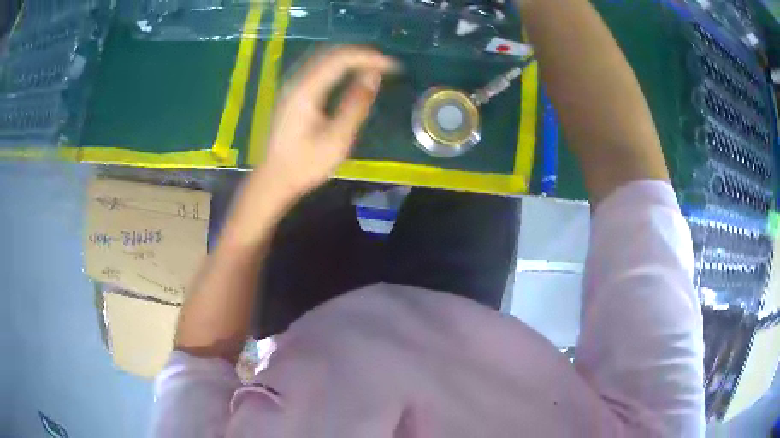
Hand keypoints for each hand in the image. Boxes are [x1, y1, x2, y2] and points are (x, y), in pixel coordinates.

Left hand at [257, 46, 397, 203]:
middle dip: (361, 54)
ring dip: (349, 58)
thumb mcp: (337, 139)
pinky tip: (350, 75)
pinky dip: (338, 67)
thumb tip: (374, 77)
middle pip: (330, 53)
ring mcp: (292, 87)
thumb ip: (356, 104)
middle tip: (385, 64)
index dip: (368, 57)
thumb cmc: (305, 164)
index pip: (340, 59)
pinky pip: (318, 69)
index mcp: (306, 91)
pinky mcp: (292, 94)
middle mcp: (296, 82)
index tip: (392, 66)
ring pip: (323, 58)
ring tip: (373, 66)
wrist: (274, 179)